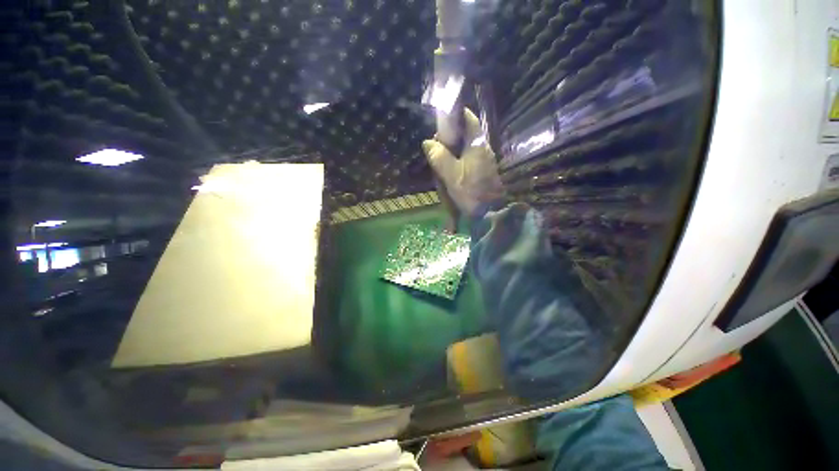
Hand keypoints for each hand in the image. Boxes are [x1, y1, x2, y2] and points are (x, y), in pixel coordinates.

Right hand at [422, 109, 504, 217]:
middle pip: (464, 134)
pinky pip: (466, 160)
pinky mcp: (482, 171)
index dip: (455, 116)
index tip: (440, 124)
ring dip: (451, 152)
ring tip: (439, 164)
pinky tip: (448, 173)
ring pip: (464, 148)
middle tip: (435, 150)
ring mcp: (483, 160)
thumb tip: (428, 142)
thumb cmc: (471, 192)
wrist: (489, 213)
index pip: (468, 119)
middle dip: (448, 139)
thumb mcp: (451, 174)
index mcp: (477, 144)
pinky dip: (456, 162)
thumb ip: (439, 157)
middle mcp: (482, 148)